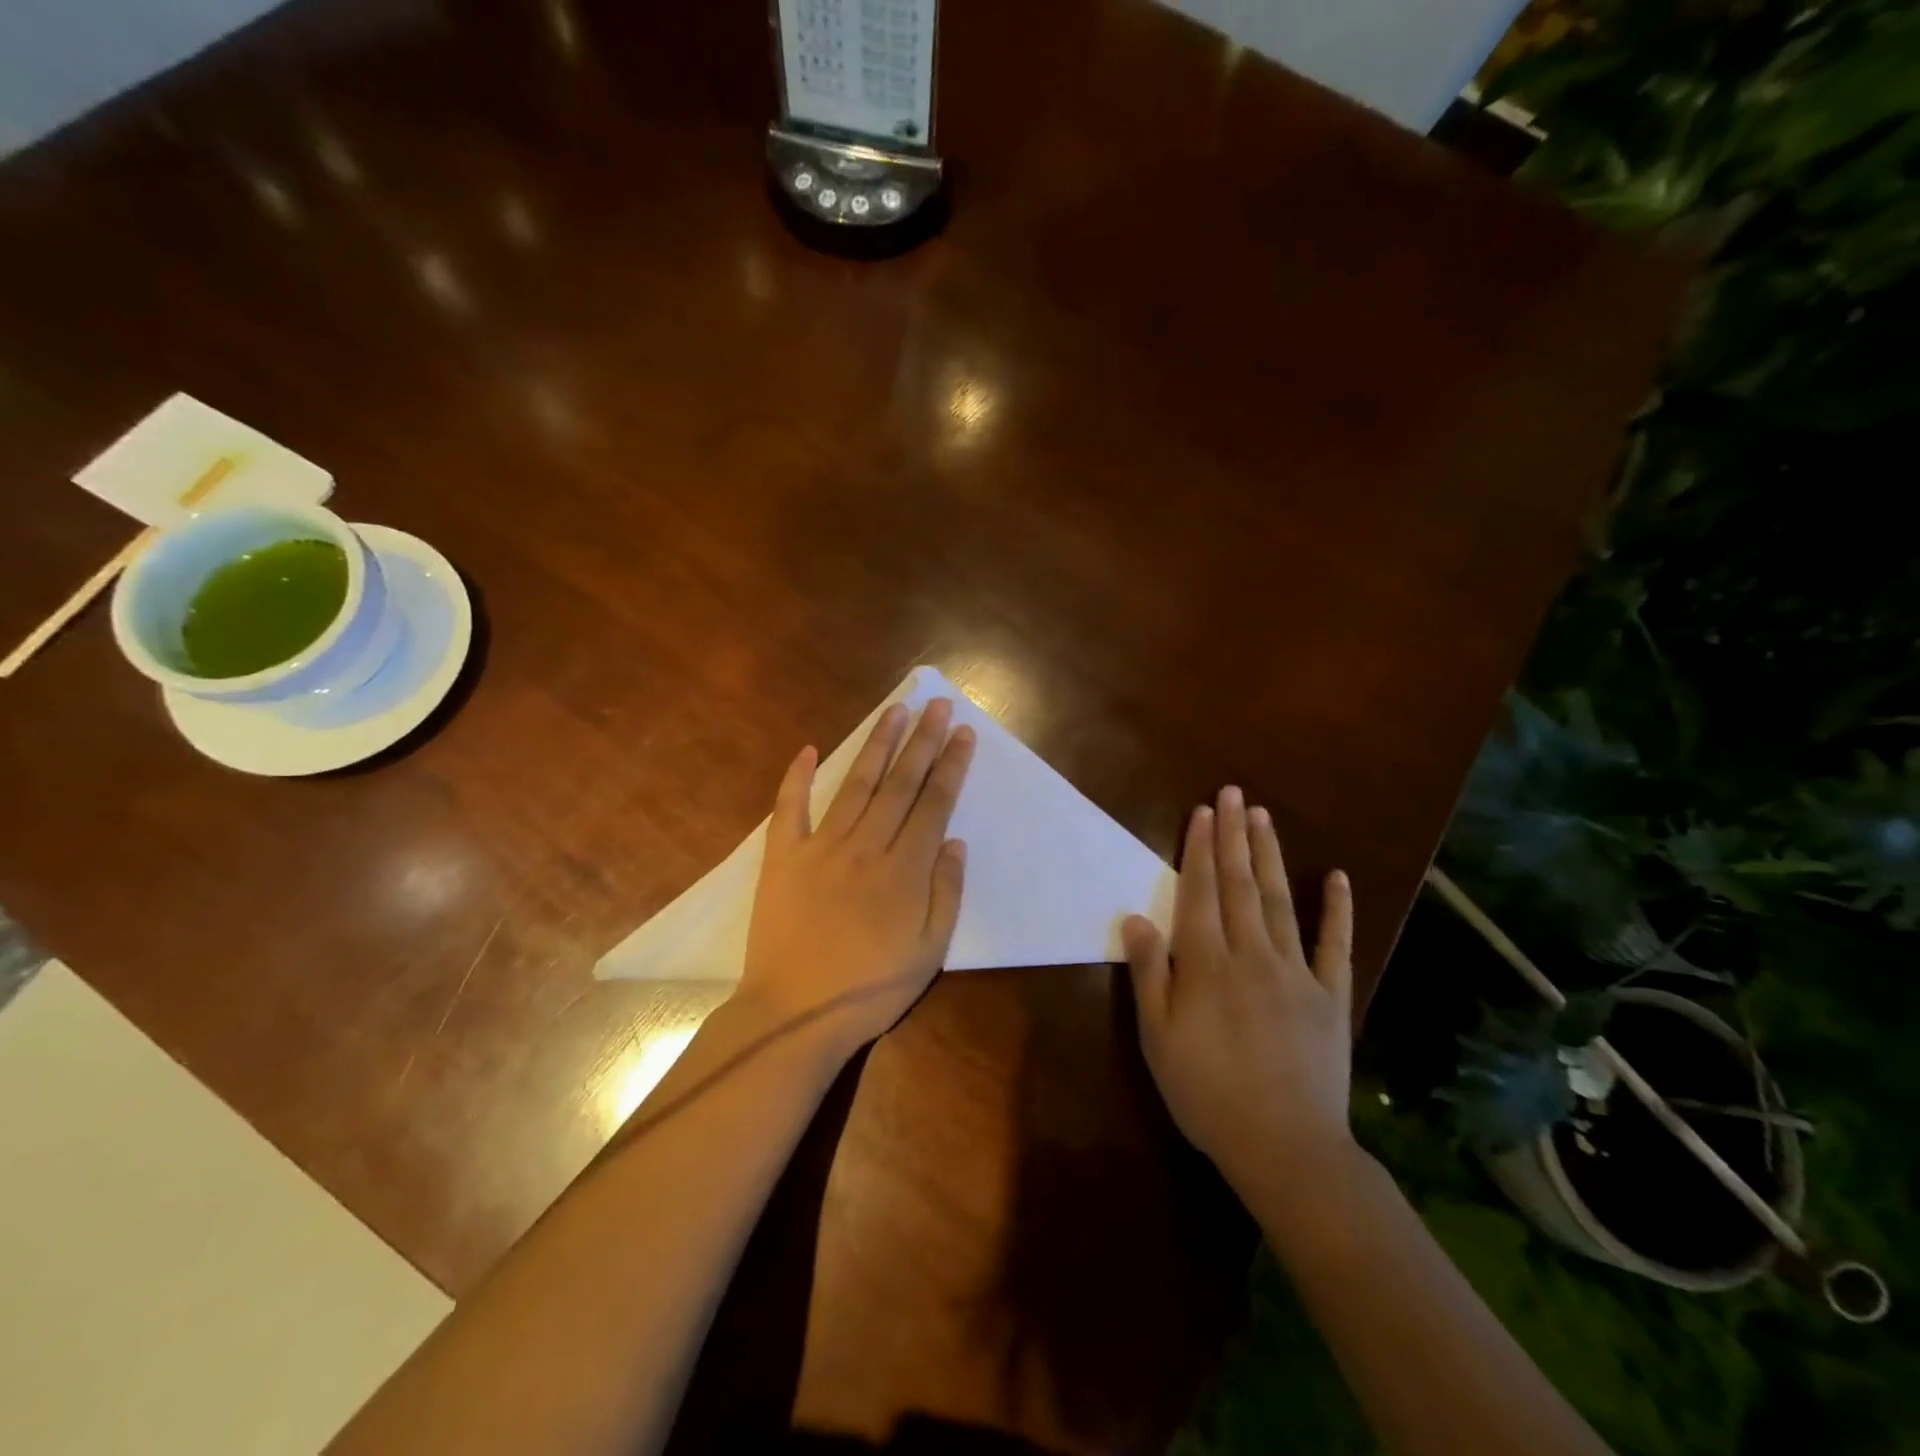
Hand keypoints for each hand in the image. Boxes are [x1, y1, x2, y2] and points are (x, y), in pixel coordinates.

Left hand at [738, 697, 975, 1056]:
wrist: (795, 1014)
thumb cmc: (870, 989)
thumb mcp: (930, 952)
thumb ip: (946, 893)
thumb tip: (955, 840)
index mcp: (905, 870)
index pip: (934, 803)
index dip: (951, 765)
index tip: (963, 733)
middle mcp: (866, 846)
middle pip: (900, 783)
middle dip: (923, 740)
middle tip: (937, 704)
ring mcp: (821, 847)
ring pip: (855, 784)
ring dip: (877, 744)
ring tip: (895, 711)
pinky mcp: (783, 857)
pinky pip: (789, 809)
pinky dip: (797, 777)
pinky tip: (806, 749)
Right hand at [1122, 786, 1355, 1196]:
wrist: (1286, 1148)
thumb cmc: (1208, 1093)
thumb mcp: (1158, 1040)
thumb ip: (1150, 975)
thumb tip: (1137, 918)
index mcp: (1207, 964)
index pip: (1201, 893)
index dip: (1200, 850)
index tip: (1203, 812)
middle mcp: (1251, 955)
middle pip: (1240, 885)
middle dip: (1233, 836)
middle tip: (1232, 794)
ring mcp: (1295, 972)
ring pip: (1280, 901)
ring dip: (1271, 856)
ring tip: (1263, 817)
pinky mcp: (1330, 995)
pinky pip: (1335, 945)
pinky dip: (1338, 909)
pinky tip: (1337, 876)